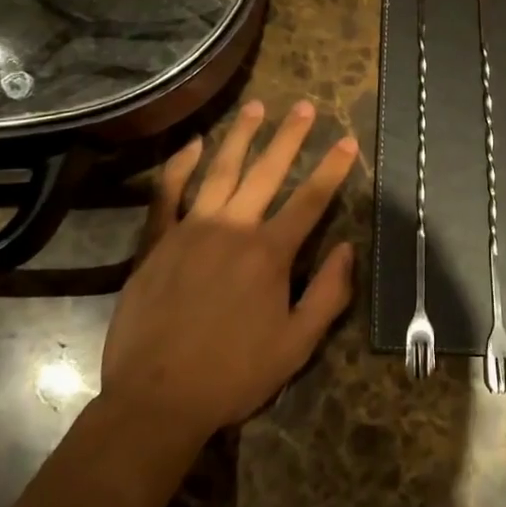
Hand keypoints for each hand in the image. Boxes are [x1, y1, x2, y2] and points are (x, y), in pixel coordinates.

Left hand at [98, 100, 356, 445]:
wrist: (156, 400)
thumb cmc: (233, 375)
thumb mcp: (297, 345)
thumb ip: (329, 294)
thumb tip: (349, 248)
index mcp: (269, 253)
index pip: (311, 200)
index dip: (333, 168)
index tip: (348, 140)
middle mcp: (233, 229)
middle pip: (267, 172)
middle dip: (290, 137)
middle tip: (305, 106)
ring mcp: (191, 230)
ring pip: (220, 170)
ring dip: (241, 136)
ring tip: (257, 107)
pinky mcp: (157, 242)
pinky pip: (167, 194)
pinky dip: (179, 166)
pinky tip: (191, 144)